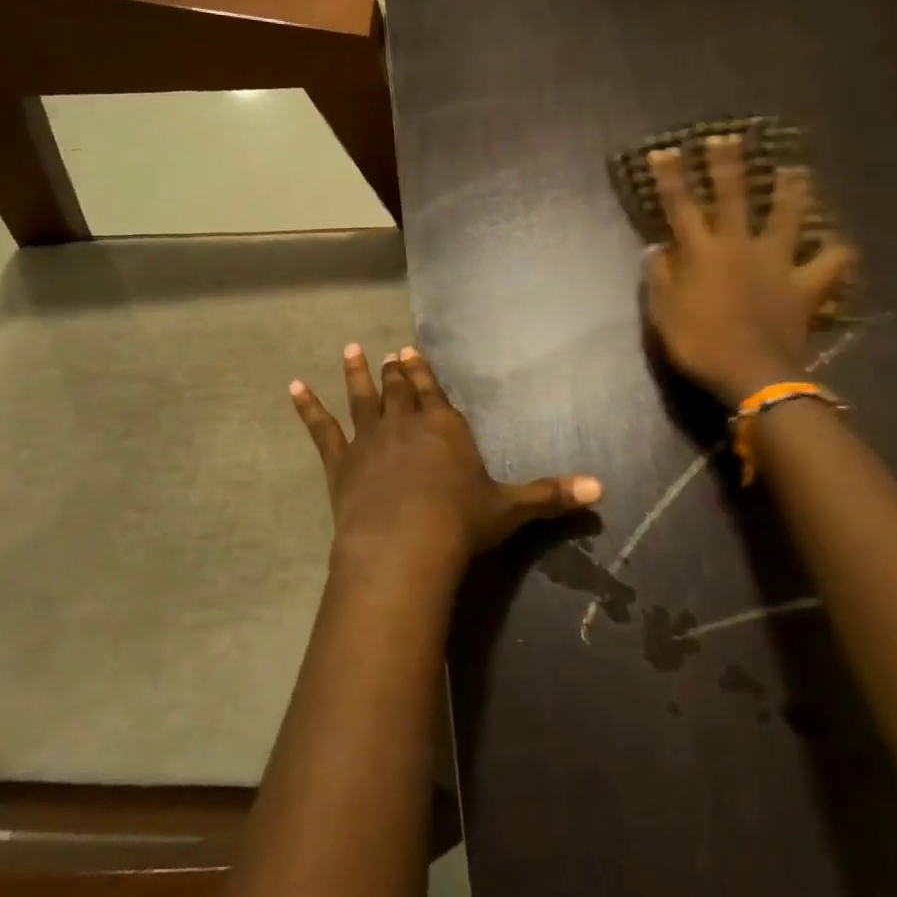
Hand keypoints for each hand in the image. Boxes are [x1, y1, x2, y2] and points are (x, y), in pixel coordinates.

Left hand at [291, 344, 602, 584]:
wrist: (404, 545)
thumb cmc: (460, 523)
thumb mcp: (510, 509)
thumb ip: (551, 495)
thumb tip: (603, 488)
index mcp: (445, 427)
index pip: (434, 390)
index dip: (424, 371)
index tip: (411, 352)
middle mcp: (407, 422)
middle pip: (400, 389)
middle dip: (395, 371)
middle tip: (387, 353)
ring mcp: (370, 439)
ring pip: (362, 397)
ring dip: (356, 374)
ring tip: (349, 350)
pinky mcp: (340, 462)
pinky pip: (321, 428)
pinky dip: (307, 407)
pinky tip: (293, 387)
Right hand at [643, 135, 858, 406]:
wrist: (752, 373)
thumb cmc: (700, 344)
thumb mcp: (663, 315)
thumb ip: (660, 278)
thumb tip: (656, 248)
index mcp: (702, 252)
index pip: (681, 206)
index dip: (671, 177)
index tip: (665, 151)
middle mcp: (739, 246)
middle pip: (734, 196)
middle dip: (728, 164)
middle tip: (728, 137)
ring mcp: (776, 262)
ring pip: (787, 217)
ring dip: (791, 191)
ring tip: (796, 171)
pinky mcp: (804, 285)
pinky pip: (829, 264)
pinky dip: (836, 253)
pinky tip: (839, 244)